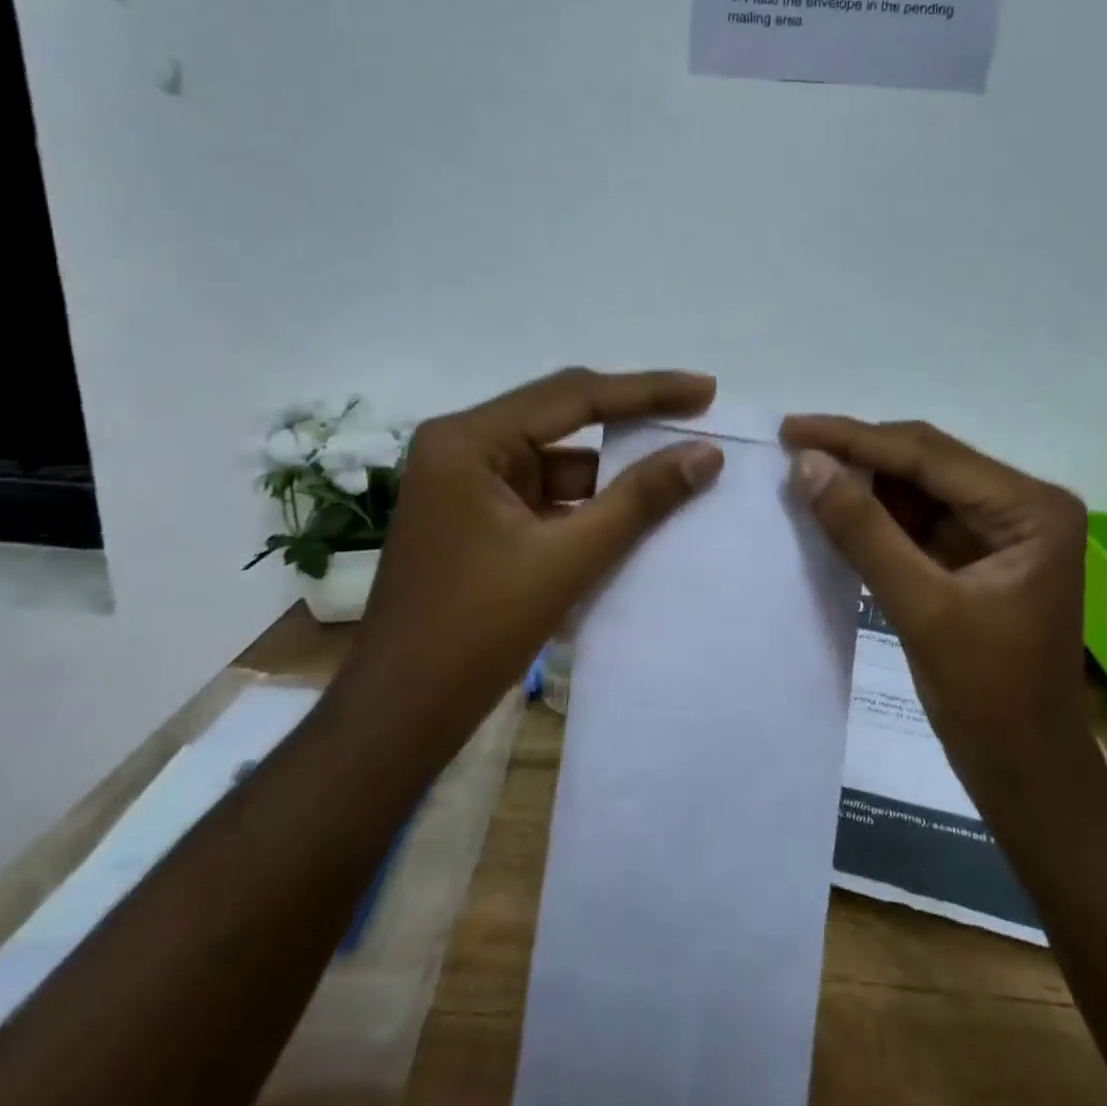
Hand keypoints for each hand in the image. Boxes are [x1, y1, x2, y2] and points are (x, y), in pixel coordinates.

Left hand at [340, 368, 723, 762]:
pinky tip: (638, 511)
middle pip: (564, 417)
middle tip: (697, 411)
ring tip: (680, 466)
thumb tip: (706, 454)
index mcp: (469, 440)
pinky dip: (590, 503)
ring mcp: (468, 484)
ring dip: (614, 469)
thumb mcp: (567, 560)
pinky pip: (547, 495)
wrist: (401, 716)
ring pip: (559, 460)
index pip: (573, 396)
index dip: (646, 391)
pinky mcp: (479, 519)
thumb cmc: (476, 631)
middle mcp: (463, 447)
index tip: (706, 390)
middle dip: (632, 419)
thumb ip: (639, 500)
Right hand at [781, 415, 1093, 789]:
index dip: (855, 439)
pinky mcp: (977, 556)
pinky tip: (834, 509)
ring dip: (863, 484)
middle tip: (790, 446)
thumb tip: (807, 464)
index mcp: (1031, 508)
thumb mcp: (922, 608)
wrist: (1029, 776)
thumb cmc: (990, 699)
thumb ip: (865, 531)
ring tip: (802, 473)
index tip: (792, 428)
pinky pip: (918, 521)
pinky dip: (876, 517)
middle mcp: (1022, 505)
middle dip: (858, 455)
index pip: (929, 455)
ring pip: (918, 488)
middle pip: (925, 462)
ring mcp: (1000, 530)